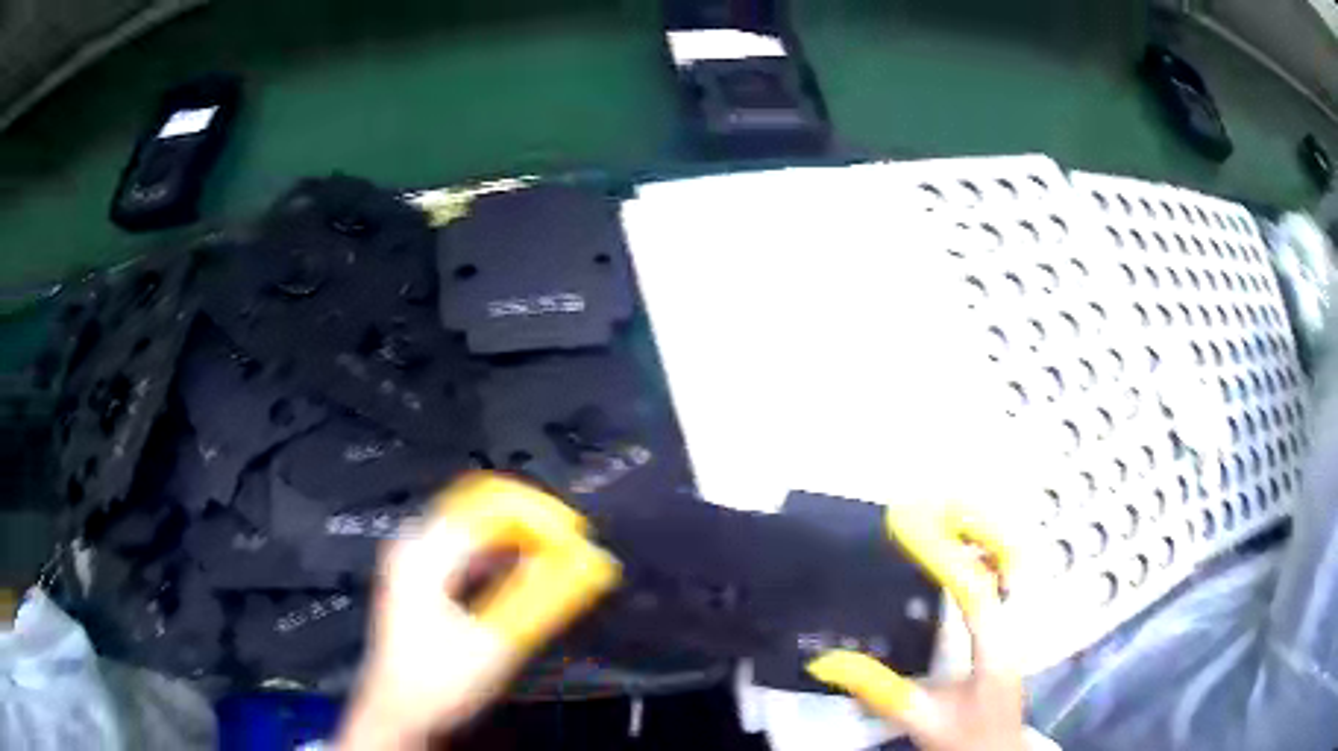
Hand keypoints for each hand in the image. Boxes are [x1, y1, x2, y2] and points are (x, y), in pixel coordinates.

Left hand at [336, 473, 619, 749]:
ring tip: (559, 560)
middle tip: (573, 548)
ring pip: (479, 527)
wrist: (400, 711)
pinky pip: (470, 547)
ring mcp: (415, 558)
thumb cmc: (435, 682)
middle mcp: (415, 544)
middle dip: (533, 524)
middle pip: (484, 508)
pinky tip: (527, 574)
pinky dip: (503, 555)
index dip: (541, 517)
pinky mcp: (423, 575)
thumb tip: (583, 565)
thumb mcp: (494, 642)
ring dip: (521, 540)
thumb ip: (540, 599)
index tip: (576, 538)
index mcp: (424, 551)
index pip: (492, 505)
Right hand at [807, 500, 1026, 750]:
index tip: (905, 524)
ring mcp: (1017, 621)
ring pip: (1011, 559)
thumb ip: (878, 690)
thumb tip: (828, 660)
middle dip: (974, 520)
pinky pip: (1004, 575)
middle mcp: (1014, 623)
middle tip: (933, 502)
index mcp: (995, 645)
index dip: (939, 550)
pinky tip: (962, 552)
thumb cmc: (967, 737)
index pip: (971, 585)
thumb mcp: (920, 719)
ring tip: (943, 513)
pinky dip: (983, 552)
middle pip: (1009, 553)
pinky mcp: (1010, 625)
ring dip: (979, 529)